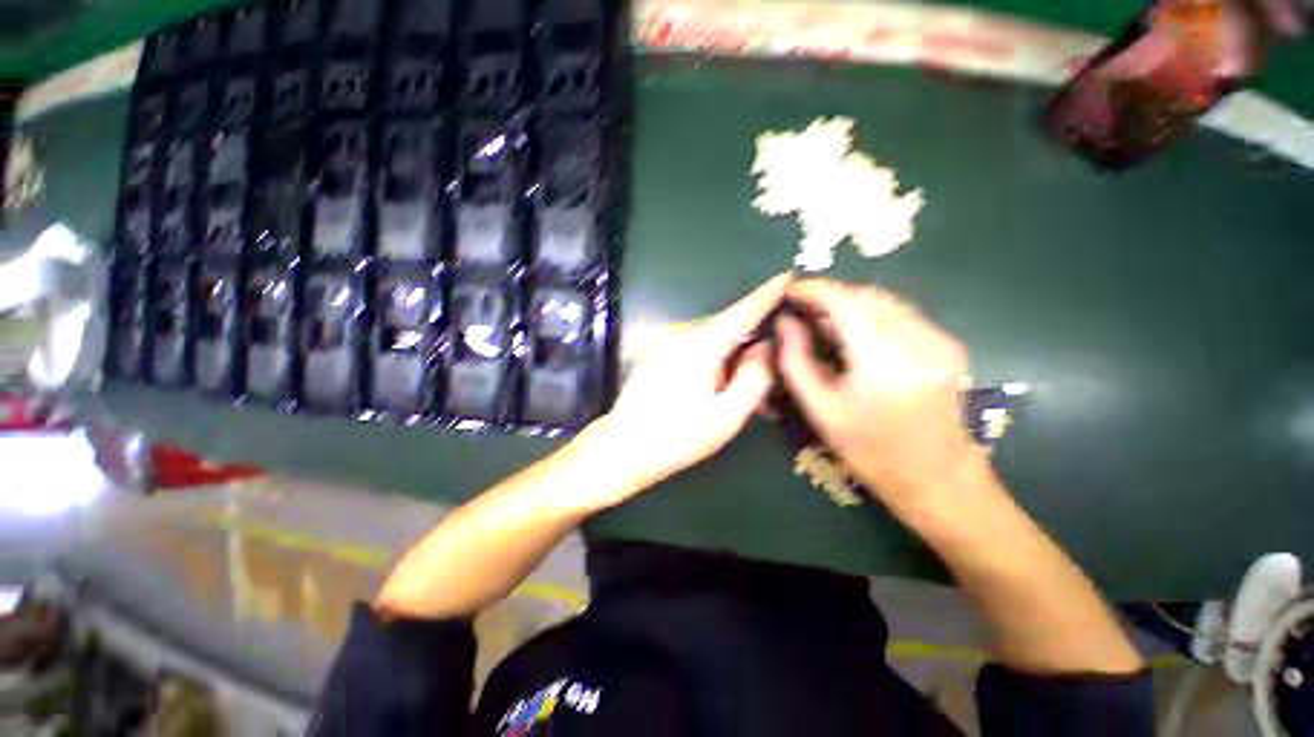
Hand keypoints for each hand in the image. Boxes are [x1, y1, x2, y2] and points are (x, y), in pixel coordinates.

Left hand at [591, 274, 790, 494]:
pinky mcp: (654, 347)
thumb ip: (755, 378)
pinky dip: (710, 355)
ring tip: (734, 385)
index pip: (742, 311)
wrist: (623, 447)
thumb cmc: (677, 437)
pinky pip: (693, 342)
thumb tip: (765, 346)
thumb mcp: (727, 416)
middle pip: (726, 325)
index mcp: (700, 344)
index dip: (768, 294)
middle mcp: (680, 331)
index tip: (789, 276)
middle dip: (749, 340)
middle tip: (764, 370)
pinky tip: (711, 381)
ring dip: (728, 352)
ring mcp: (663, 338)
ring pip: (710, 335)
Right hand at [776, 279, 988, 514]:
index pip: (844, 302)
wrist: (938, 477)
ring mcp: (939, 340)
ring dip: (850, 303)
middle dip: (830, 295)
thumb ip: (796, 361)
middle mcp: (918, 341)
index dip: (814, 289)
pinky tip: (855, 333)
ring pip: (884, 301)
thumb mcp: (821, 410)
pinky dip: (871, 314)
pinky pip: (900, 314)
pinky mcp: (947, 343)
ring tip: (823, 320)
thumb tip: (785, 323)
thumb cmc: (871, 451)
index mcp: (883, 361)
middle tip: (802, 309)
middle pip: (866, 296)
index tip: (790, 289)